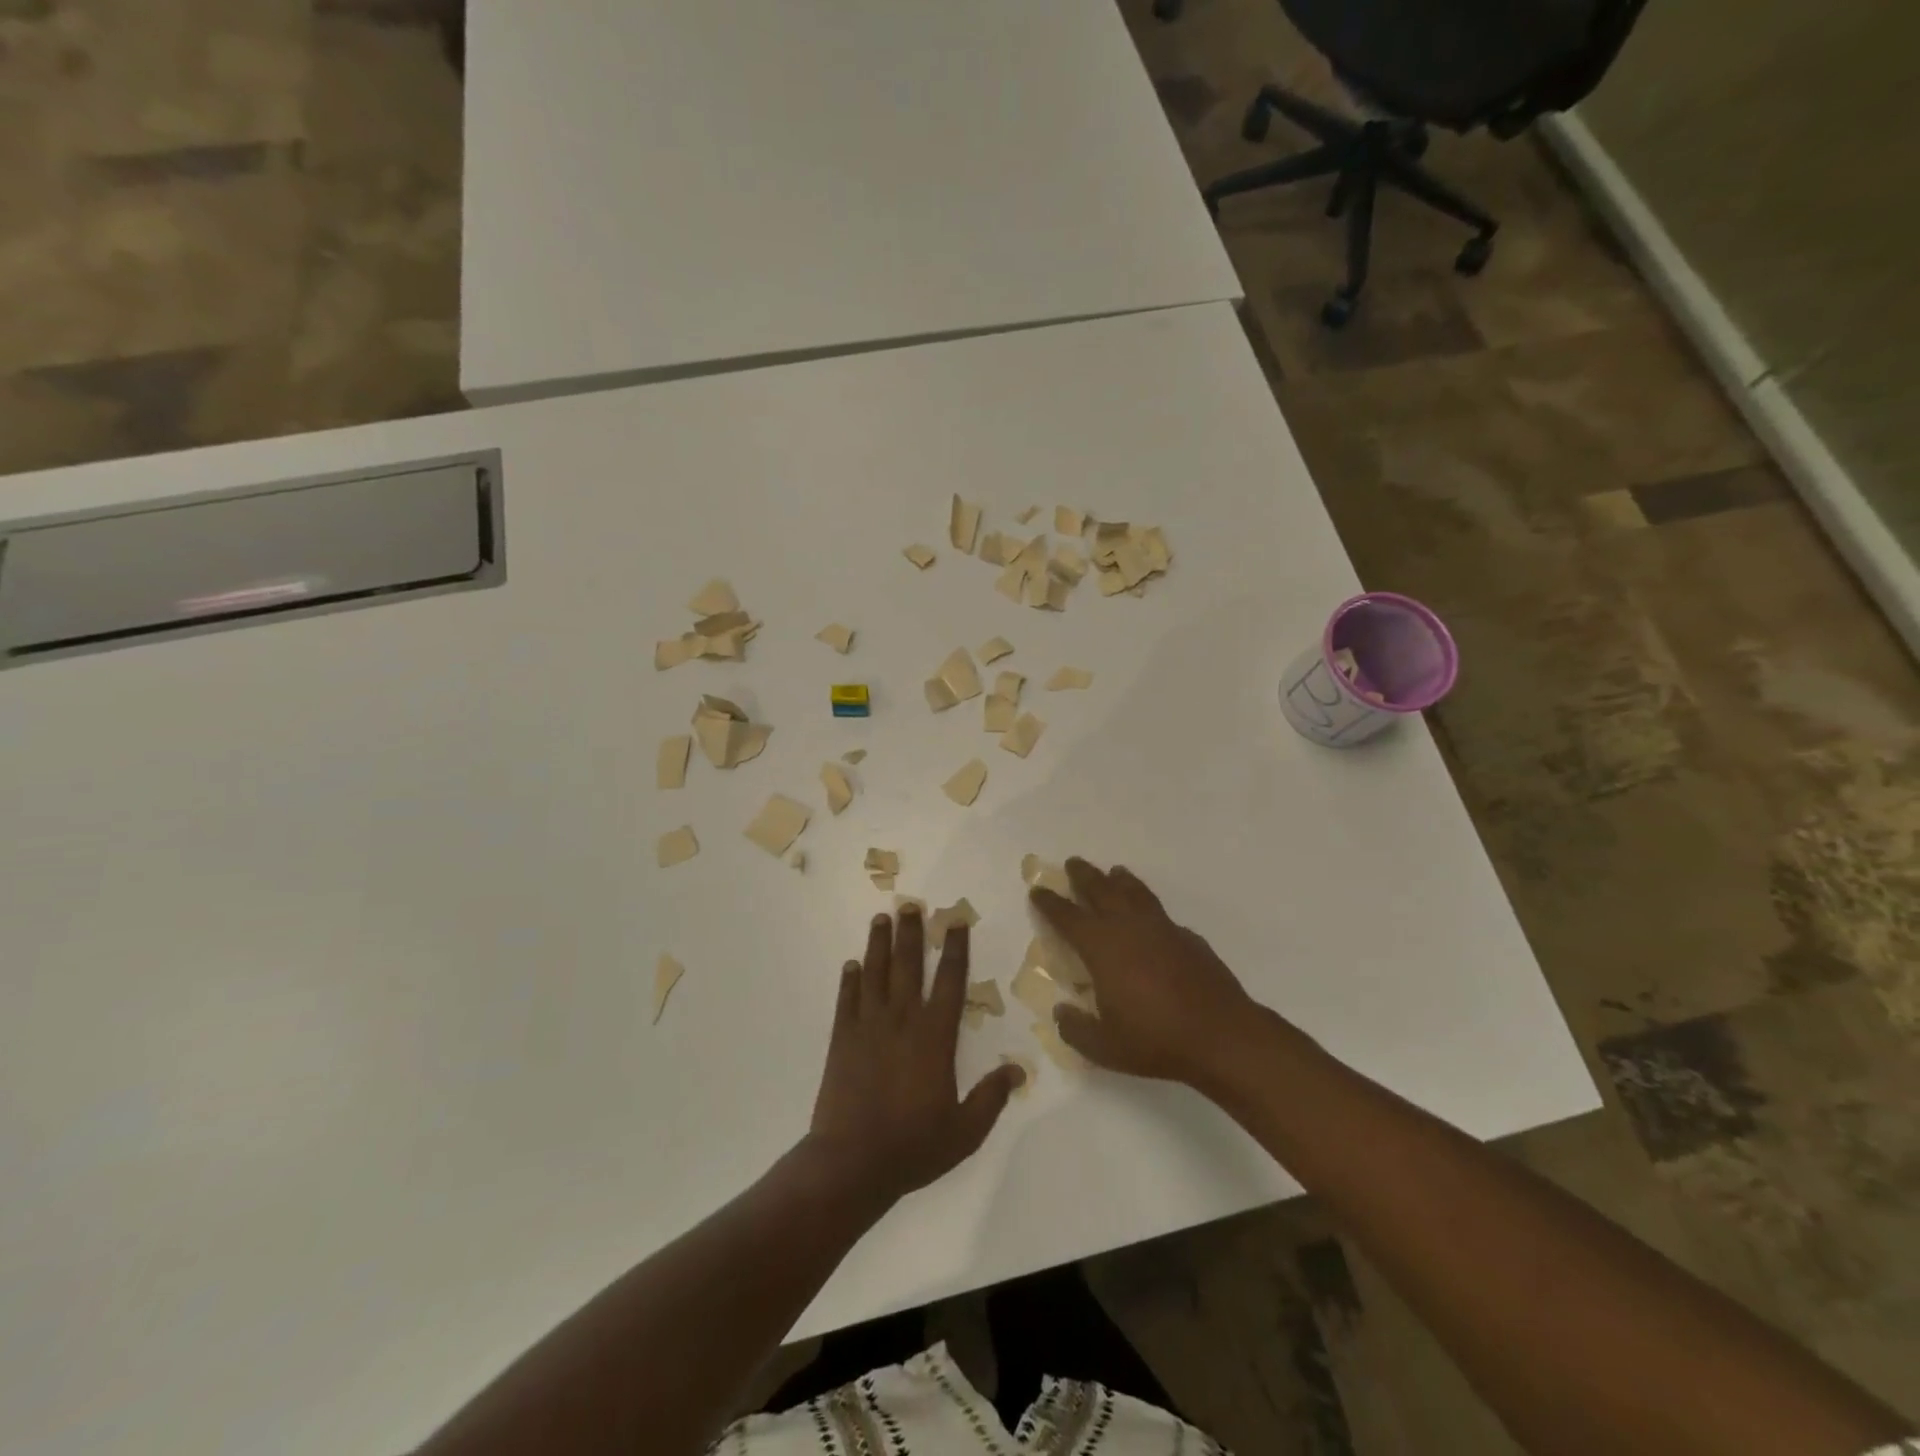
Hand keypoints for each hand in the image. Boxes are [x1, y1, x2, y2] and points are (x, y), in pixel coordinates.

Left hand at [805, 910, 1022, 1209]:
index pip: (950, 981)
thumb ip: (992, 1097)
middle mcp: (902, 1020)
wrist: (852, 1162)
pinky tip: (851, 964)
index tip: (955, 922)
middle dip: (911, 933)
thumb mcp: (965, 1131)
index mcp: (935, 1037)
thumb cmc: (914, 1146)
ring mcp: (868, 1026)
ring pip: (875, 974)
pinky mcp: (841, 1039)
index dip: (955, 949)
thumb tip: (1019, 1070)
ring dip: (878, 944)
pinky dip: (849, 980)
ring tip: (881, 918)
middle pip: (908, 965)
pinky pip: (846, 1000)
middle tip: (910, 904)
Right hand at [1032, 859, 1259, 1087]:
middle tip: (1073, 863)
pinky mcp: (1188, 938)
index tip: (1038, 890)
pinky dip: (1149, 906)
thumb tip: (1061, 1012)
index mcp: (1102, 947)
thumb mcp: (1104, 1047)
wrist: (1221, 1034)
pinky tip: (1150, 916)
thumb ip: (1076, 1029)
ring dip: (1120, 880)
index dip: (1050, 902)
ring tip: (1114, 871)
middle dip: (1084, 875)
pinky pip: (1161, 913)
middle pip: (1101, 890)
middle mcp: (1129, 927)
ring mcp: (1162, 928)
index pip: (1067, 917)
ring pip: (1135, 892)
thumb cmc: (1155, 1040)